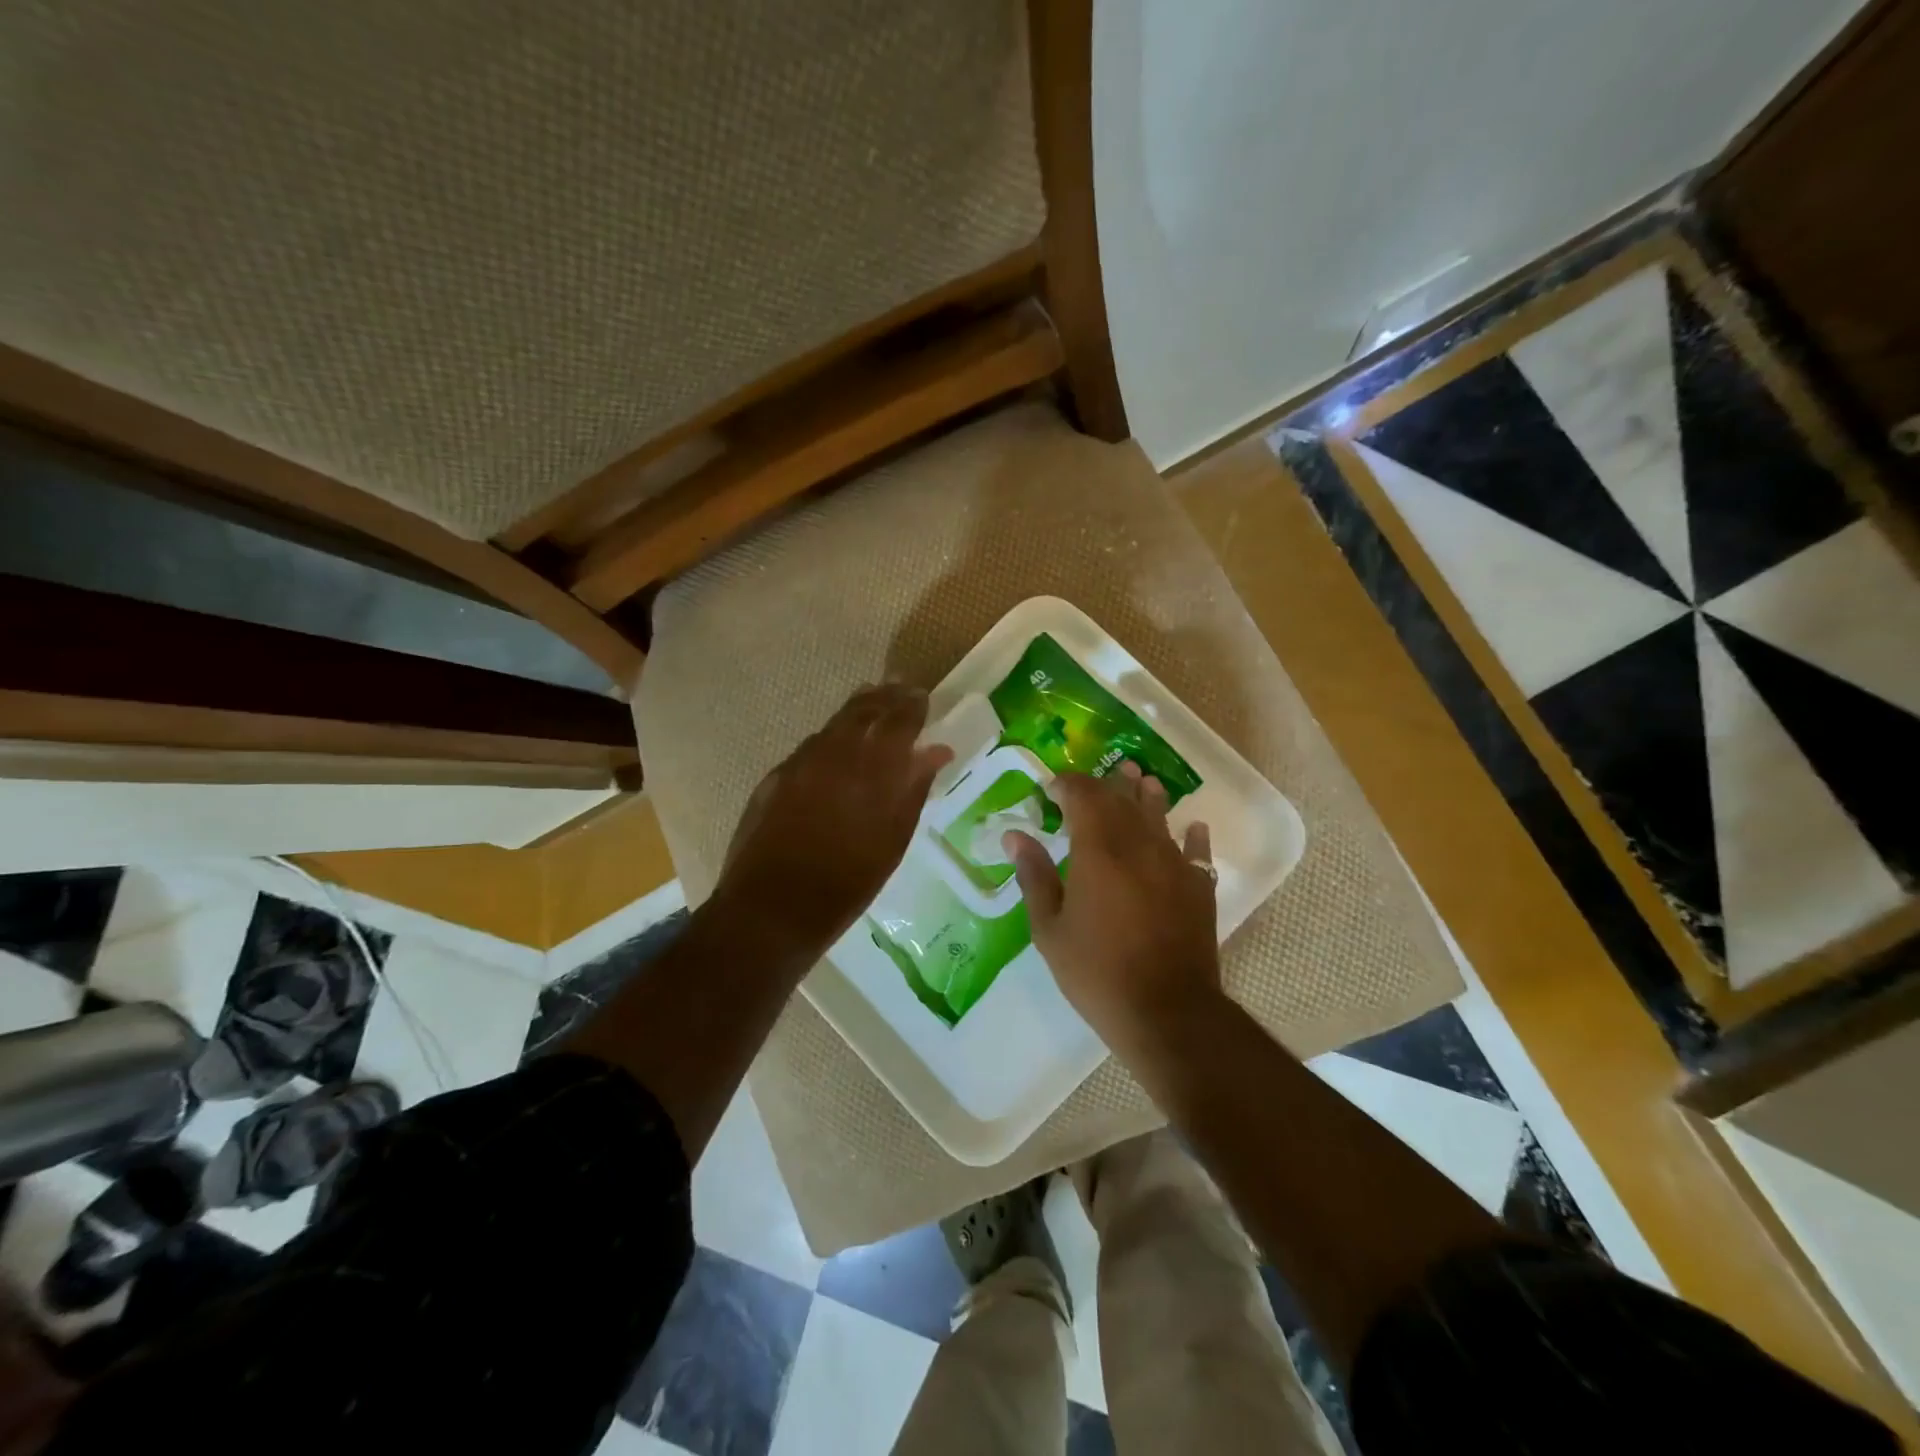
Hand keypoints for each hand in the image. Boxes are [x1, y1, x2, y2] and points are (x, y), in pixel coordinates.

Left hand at [714, 684, 952, 956]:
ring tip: (873, 706)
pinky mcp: (776, 775)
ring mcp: (801, 761)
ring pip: (834, 723)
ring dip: (857, 711)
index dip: (914, 704)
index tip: (923, 696)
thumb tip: (935, 751)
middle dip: (885, 696)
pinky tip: (836, 749)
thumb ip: (914, 788)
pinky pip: (812, 746)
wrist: (774, 907)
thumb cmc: (848, 882)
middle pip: (863, 708)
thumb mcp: (894, 839)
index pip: (900, 718)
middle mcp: (836, 752)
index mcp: (873, 767)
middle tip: (900, 689)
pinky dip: (831, 738)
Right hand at [1004, 763, 1219, 1052]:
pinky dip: (1193, 836)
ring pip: (1160, 816)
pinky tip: (1194, 828)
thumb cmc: (1097, 971)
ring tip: (1141, 778)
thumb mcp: (1050, 929)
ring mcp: (1173, 864)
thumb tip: (1015, 835)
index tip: (1051, 788)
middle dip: (1105, 784)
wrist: (1166, 1011)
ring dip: (1148, 795)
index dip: (1066, 785)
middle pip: (1121, 799)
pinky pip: (1197, 851)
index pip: (1083, 796)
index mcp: (1098, 850)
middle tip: (1094, 777)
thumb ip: (1034, 876)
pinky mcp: (1198, 887)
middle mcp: (1138, 845)